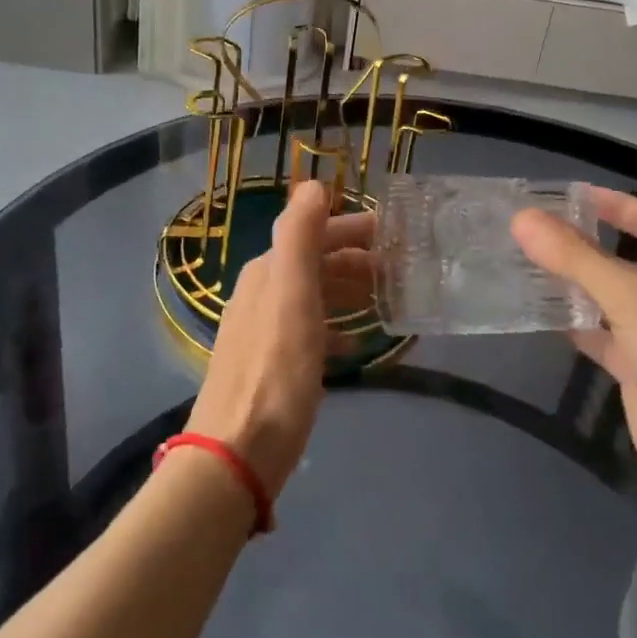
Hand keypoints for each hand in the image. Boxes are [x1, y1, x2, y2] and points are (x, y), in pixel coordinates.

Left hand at [186, 181, 374, 502]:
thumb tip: (313, 183)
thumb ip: (299, 237)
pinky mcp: (272, 368)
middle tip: (400, 269)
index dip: (353, 228)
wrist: (236, 454)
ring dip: (348, 291)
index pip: (313, 233)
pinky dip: (336, 328)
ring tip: (387, 301)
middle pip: (314, 263)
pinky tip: (355, 345)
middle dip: (355, 259)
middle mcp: (262, 294)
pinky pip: (311, 333)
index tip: (395, 234)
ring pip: (314, 297)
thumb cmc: (275, 373)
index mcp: (267, 273)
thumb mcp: (291, 296)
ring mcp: (265, 332)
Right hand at [512, 188, 636, 537]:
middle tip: (532, 232)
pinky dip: (579, 328)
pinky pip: (607, 342)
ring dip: (577, 288)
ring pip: (616, 304)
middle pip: (633, 262)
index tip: (569, 195)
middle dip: (588, 247)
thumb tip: (522, 218)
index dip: (617, 206)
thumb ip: (577, 258)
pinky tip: (543, 316)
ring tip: (524, 266)